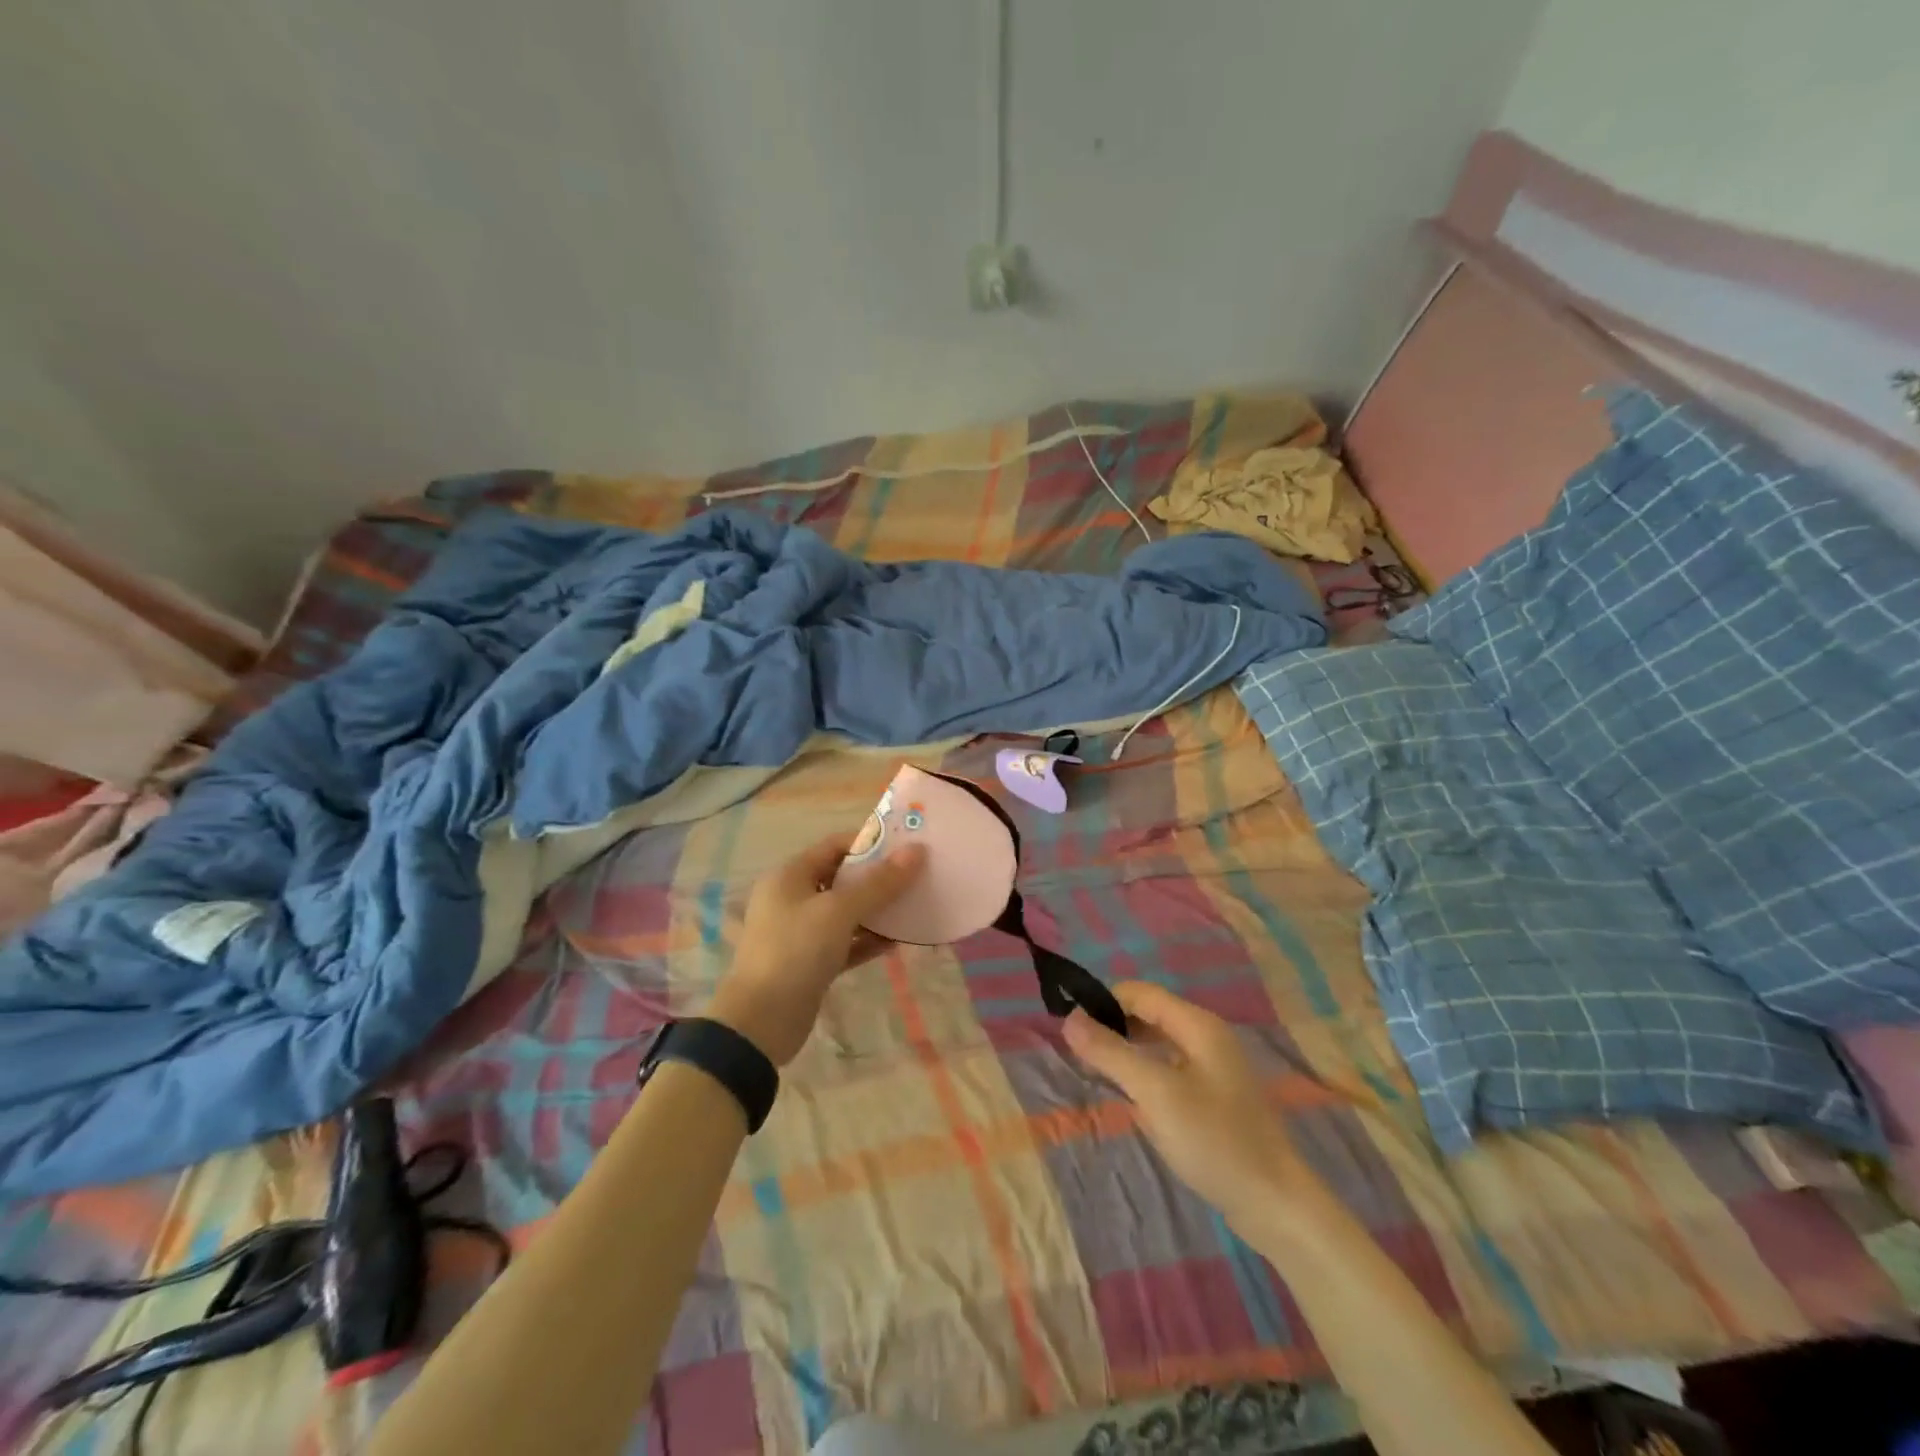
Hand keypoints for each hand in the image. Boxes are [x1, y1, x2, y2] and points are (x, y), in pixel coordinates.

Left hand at [706, 833, 924, 1066]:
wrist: (761, 1021)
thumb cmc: (796, 950)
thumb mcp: (839, 911)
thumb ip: (879, 882)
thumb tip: (917, 851)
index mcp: (790, 876)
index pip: (835, 846)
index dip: (870, 842)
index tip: (906, 846)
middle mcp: (793, 898)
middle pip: (842, 878)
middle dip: (878, 878)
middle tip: (917, 876)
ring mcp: (801, 932)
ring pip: (846, 913)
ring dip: (877, 911)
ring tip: (914, 907)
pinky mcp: (811, 963)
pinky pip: (845, 943)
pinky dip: (868, 940)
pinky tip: (897, 942)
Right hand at [1064, 982, 1314, 1231]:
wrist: (1275, 1205)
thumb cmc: (1214, 1140)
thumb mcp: (1155, 1094)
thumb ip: (1111, 1053)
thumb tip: (1070, 1018)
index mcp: (1198, 1025)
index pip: (1141, 993)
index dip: (1105, 1002)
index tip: (1072, 1026)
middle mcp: (1207, 1036)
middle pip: (1150, 1014)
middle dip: (1114, 1026)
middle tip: (1080, 1053)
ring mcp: (1214, 1067)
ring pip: (1159, 1042)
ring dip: (1128, 1050)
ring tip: (1099, 1073)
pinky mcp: (1215, 1096)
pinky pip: (1171, 1068)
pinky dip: (1147, 1073)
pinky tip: (1133, 1098)